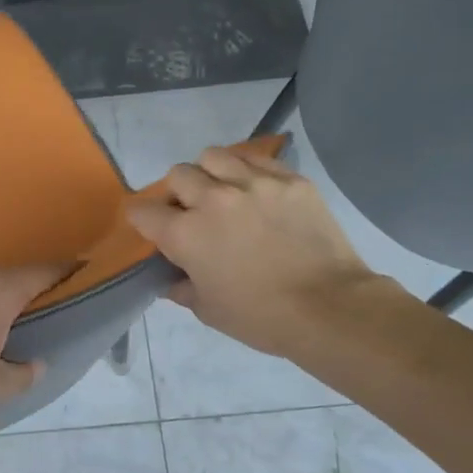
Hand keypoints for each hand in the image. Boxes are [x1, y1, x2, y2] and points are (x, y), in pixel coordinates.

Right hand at [126, 145, 389, 357]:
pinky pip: (255, 158)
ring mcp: (254, 183)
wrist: (329, 307)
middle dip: (177, 193)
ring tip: (223, 191)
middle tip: (192, 212)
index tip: (151, 228)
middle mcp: (213, 198)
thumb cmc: (261, 317)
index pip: (144, 212)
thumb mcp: (209, 310)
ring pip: (214, 156)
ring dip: (209, 172)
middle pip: (178, 175)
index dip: (143, 220)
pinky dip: (245, 168)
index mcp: (186, 234)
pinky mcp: (289, 179)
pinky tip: (254, 188)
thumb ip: (182, 288)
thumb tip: (172, 280)